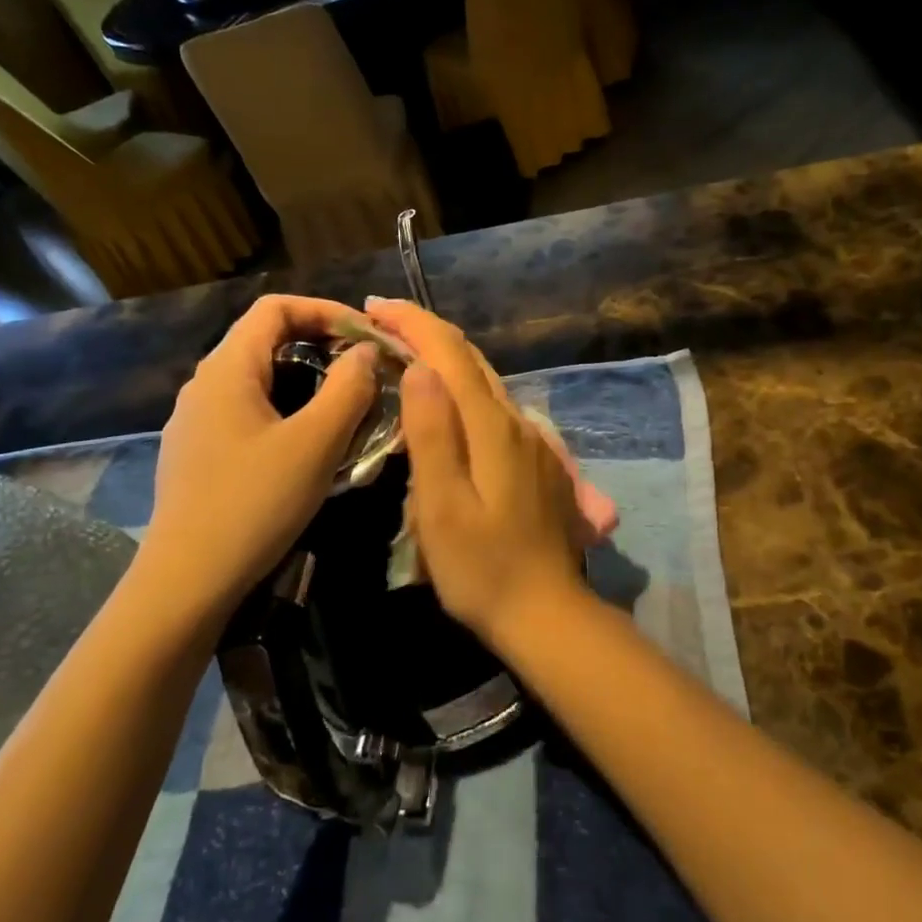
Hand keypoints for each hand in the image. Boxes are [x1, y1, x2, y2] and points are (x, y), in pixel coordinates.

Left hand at [140, 295, 377, 614]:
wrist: (187, 581)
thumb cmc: (255, 503)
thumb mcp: (316, 443)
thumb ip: (348, 388)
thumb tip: (365, 350)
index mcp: (227, 369)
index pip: (275, 308)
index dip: (325, 310)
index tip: (366, 334)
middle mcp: (204, 384)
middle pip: (265, 340)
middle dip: (320, 345)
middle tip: (364, 370)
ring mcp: (195, 420)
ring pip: (258, 379)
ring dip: (305, 381)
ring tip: (345, 406)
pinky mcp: (197, 453)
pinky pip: (247, 411)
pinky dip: (285, 410)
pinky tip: (307, 445)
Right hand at [365, 299, 590, 643]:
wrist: (547, 614)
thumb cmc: (483, 569)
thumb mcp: (443, 507)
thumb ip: (432, 434)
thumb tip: (419, 368)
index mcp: (492, 427)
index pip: (450, 354)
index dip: (412, 322)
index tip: (373, 308)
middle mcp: (517, 422)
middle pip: (471, 361)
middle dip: (426, 333)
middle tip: (380, 325)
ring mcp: (533, 442)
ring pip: (485, 383)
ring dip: (444, 360)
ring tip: (404, 355)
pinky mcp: (537, 462)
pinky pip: (494, 409)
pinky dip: (463, 390)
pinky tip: (446, 405)